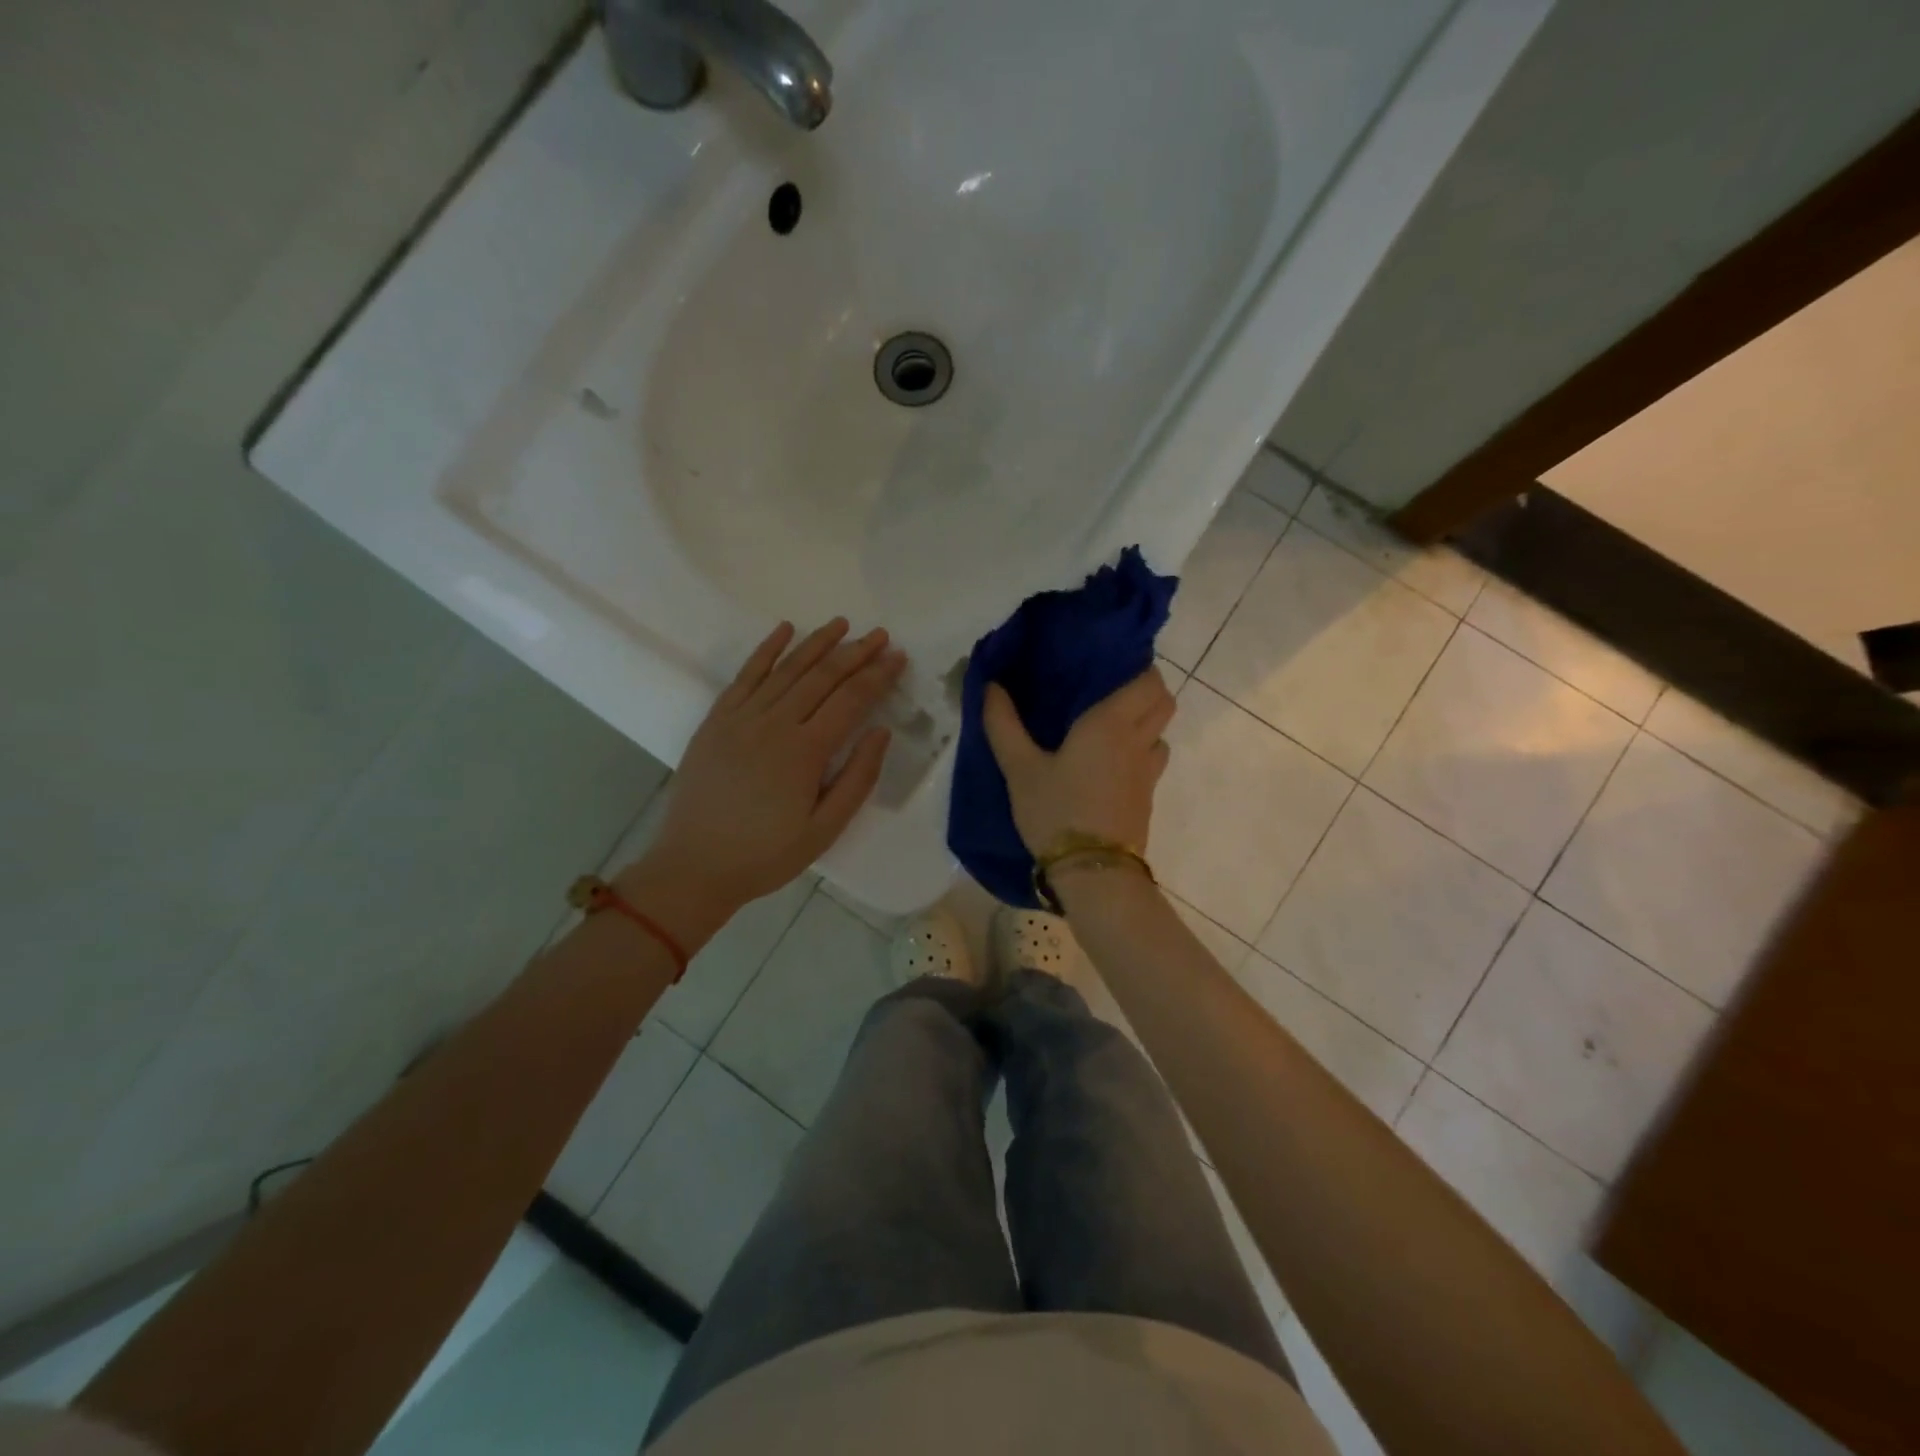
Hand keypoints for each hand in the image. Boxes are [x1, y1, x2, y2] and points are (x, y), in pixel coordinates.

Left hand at [619, 620, 903, 947]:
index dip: (877, 675)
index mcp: (805, 752)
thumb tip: (881, 732)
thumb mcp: (825, 830)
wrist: (694, 866)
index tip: (897, 655)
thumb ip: (857, 778)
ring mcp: (741, 718)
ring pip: (786, 669)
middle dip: (855, 652)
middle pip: (822, 677)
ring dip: (816, 643)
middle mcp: (774, 724)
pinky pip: (745, 675)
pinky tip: (784, 630)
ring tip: (841, 624)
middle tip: (879, 634)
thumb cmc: (766, 855)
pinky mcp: (717, 720)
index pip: (850, 700)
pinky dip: (766, 650)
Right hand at [982, 667, 1175, 855]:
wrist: (1093, 872)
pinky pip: (1152, 760)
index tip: (1108, 664)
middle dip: (1144, 690)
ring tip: (1110, 726)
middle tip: (1107, 691)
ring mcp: (1147, 771)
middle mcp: (1138, 740)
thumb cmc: (1056, 811)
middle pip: (1163, 701)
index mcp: (1111, 723)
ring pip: (1161, 731)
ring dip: (1145, 722)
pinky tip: (1109, 762)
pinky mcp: (1147, 797)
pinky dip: (1140, 751)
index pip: (1147, 679)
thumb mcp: (1019, 768)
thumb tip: (990, 685)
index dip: (1136, 666)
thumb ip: (1003, 724)